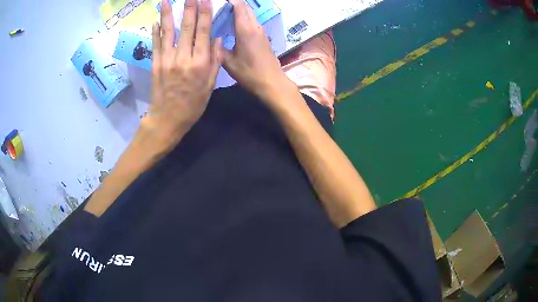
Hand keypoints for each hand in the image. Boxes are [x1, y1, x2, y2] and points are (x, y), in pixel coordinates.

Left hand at [139, 0, 221, 152]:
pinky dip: (155, 32)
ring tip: (166, 1)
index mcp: (200, 62)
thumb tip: (216, 38)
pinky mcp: (155, 64)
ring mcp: (167, 60)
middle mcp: (183, 57)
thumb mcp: (210, 85)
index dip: (204, 13)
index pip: (203, 31)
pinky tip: (156, 20)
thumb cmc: (193, 104)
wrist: (168, 119)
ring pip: (168, 32)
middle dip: (189, 7)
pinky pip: (155, 44)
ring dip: (168, 14)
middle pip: (187, 27)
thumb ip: (214, 60)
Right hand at [222, 0, 292, 102]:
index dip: (230, 1)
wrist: (272, 83)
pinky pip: (252, 22)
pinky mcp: (264, 37)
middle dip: (234, 4)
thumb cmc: (250, 73)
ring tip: (224, 15)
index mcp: (246, 30)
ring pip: (250, 15)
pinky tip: (234, 27)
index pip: (239, 7)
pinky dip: (243, 19)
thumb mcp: (229, 63)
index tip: (219, 1)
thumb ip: (219, 49)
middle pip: (246, 8)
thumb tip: (212, 40)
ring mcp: (261, 32)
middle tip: (219, 8)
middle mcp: (255, 27)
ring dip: (239, 12)